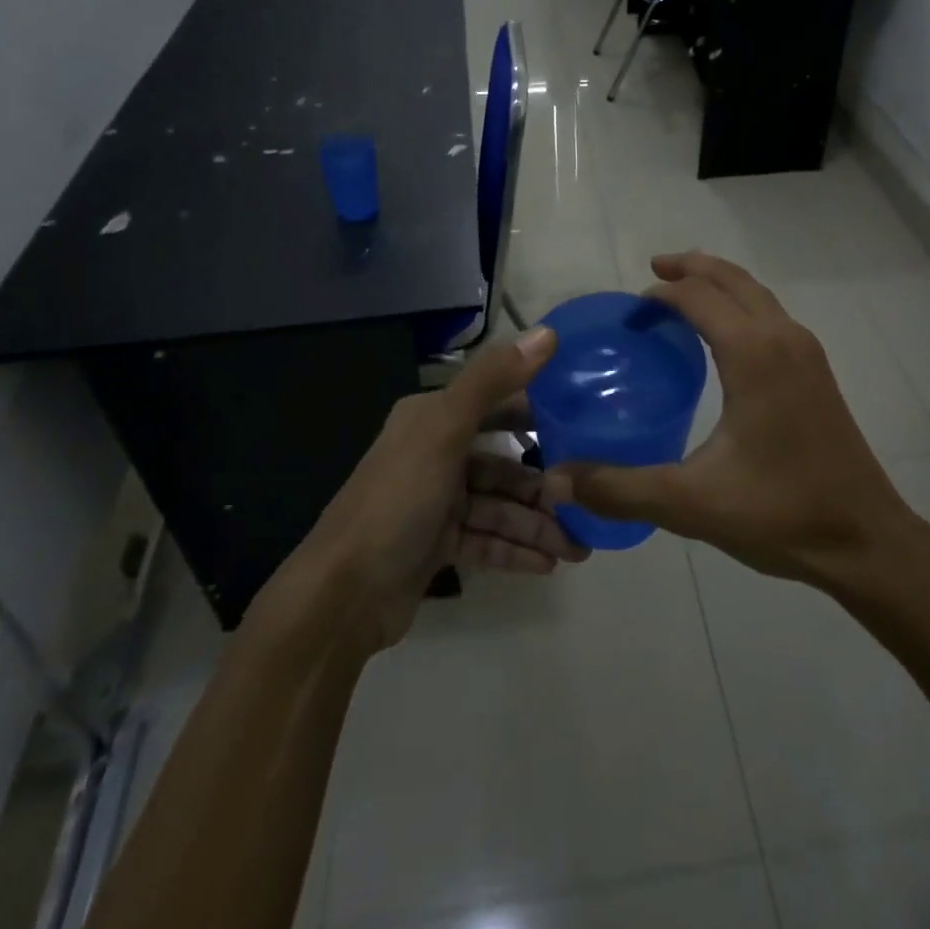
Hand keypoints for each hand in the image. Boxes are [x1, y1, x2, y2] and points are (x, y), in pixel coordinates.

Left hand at [260, 326, 586, 651]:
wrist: (342, 595)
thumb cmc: (397, 500)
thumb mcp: (445, 431)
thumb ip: (493, 380)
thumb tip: (548, 332)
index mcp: (432, 418)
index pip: (496, 403)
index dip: (538, 409)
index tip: (585, 419)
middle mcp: (434, 453)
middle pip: (502, 461)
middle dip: (543, 482)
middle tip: (587, 496)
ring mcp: (435, 501)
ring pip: (498, 506)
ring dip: (536, 524)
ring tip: (579, 548)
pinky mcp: (436, 543)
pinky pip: (487, 539)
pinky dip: (516, 549)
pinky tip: (550, 564)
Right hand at [543, 253, 929, 591]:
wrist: (866, 540)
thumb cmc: (781, 513)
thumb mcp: (691, 503)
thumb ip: (620, 488)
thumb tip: (558, 478)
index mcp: (753, 353)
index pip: (698, 297)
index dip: (659, 294)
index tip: (629, 314)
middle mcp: (783, 337)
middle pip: (731, 278)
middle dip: (691, 267)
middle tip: (653, 271)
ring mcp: (806, 352)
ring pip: (757, 293)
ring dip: (719, 283)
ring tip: (683, 292)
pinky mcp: (818, 371)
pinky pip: (771, 314)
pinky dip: (741, 305)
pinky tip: (724, 338)